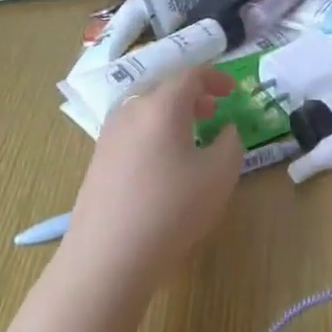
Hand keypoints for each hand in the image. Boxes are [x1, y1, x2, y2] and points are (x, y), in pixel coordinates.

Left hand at [61, 68, 244, 290]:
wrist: (107, 257)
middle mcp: (131, 111)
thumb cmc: (172, 208)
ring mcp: (109, 136)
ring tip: (191, 135)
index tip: (233, 91)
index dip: (215, 77)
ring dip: (171, 114)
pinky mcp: (98, 162)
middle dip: (192, 94)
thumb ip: (231, 142)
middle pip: (164, 89)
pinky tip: (164, 163)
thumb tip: (225, 130)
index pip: (190, 74)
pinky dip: (153, 133)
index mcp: (162, 105)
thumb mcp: (220, 173)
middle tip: (213, 110)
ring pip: (145, 110)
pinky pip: (132, 132)